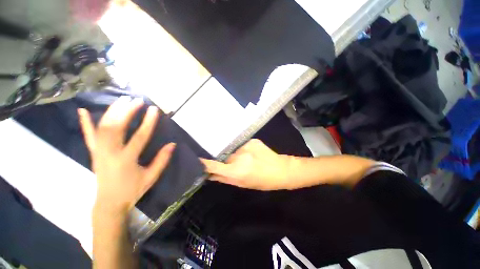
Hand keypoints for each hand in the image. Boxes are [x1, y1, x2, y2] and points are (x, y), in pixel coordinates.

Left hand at [78, 96, 174, 217]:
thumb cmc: (133, 190)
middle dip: (127, 112)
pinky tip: (83, 110)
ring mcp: (98, 152)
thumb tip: (172, 144)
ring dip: (112, 112)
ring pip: (102, 128)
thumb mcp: (151, 177)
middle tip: (136, 100)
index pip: (139, 137)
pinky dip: (85, 123)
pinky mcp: (93, 153)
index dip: (148, 122)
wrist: (109, 203)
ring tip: (121, 100)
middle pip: (116, 128)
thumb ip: (162, 160)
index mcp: (126, 160)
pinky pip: (88, 136)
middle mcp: (109, 153)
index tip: (153, 109)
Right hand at [201, 139, 292, 190]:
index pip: (214, 165)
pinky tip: (252, 154)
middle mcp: (239, 156)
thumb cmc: (263, 181)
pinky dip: (244, 150)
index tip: (198, 160)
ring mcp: (246, 146)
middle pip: (225, 157)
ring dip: (236, 155)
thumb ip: (225, 178)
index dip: (204, 163)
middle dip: (227, 161)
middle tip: (235, 165)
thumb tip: (210, 175)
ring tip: (246, 160)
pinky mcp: (252, 140)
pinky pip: (242, 146)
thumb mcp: (243, 184)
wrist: (282, 170)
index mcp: (237, 170)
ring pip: (234, 151)